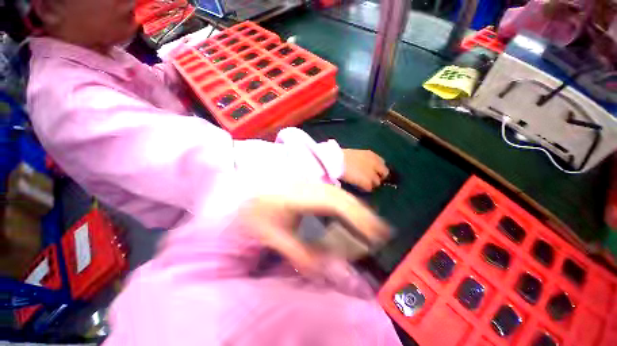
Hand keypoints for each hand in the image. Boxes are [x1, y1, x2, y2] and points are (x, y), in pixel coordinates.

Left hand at [235, 183, 390, 273]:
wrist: (242, 184)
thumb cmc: (255, 209)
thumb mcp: (272, 234)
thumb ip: (298, 252)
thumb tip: (324, 269)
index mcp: (303, 196)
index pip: (338, 205)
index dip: (360, 219)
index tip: (377, 234)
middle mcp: (312, 186)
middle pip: (344, 198)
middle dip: (364, 215)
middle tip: (380, 233)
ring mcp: (310, 182)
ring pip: (340, 194)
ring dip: (357, 209)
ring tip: (369, 225)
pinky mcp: (309, 183)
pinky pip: (333, 193)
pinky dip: (346, 204)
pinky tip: (347, 214)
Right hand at [341, 149, 388, 191]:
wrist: (336, 161)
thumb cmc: (341, 157)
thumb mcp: (355, 155)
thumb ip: (363, 161)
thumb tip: (364, 167)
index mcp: (372, 155)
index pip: (382, 164)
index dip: (378, 169)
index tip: (373, 172)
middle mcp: (375, 164)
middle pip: (383, 174)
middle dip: (378, 177)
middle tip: (369, 180)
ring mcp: (372, 174)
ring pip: (377, 183)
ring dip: (371, 184)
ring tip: (362, 184)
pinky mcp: (367, 182)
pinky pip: (369, 188)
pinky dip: (365, 189)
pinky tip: (358, 187)